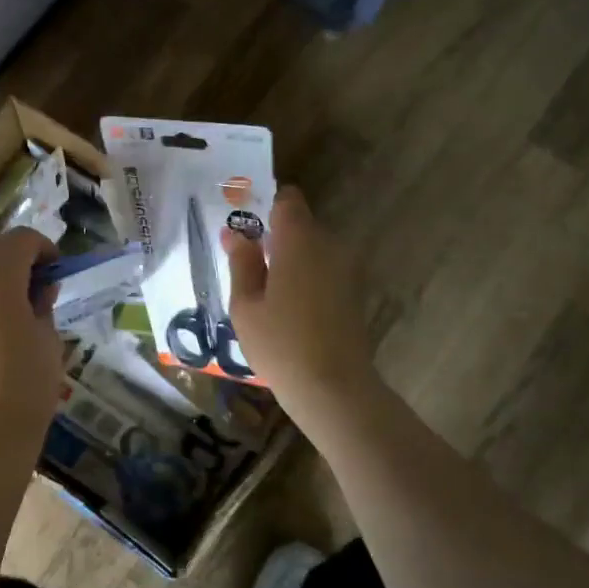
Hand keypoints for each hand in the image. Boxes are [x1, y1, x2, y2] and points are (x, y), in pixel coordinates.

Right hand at [222, 186, 384, 436]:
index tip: (244, 224)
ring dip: (289, 261)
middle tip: (244, 262)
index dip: (265, 205)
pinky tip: (287, 308)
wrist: (334, 387)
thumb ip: (242, 263)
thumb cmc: (280, 343)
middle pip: (300, 226)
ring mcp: (346, 270)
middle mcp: (328, 246)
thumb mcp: (246, 305)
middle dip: (274, 237)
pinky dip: (305, 279)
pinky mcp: (353, 293)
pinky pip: (323, 271)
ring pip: (312, 250)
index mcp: (299, 241)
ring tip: (262, 291)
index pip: (287, 200)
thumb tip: (235, 233)